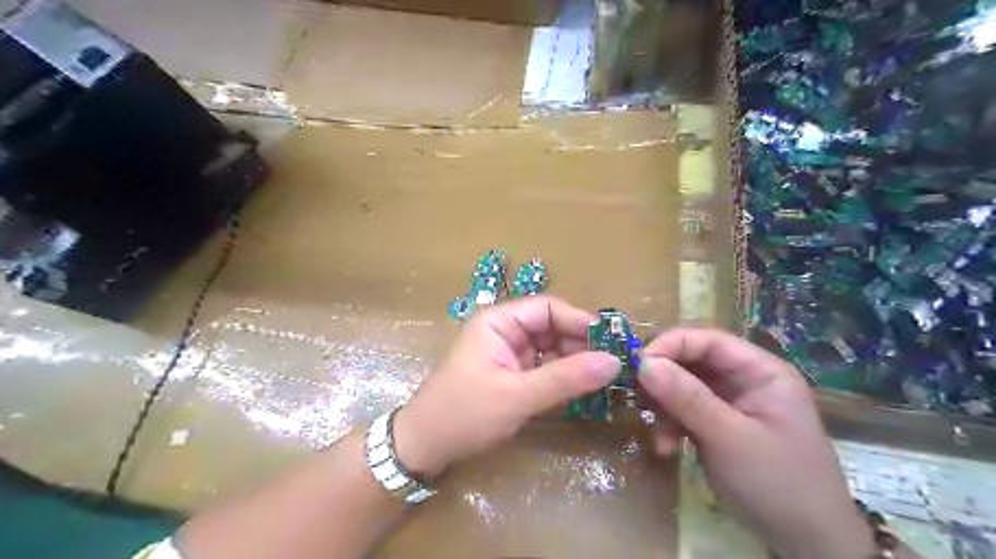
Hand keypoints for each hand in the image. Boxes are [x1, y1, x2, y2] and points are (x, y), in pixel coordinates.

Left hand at [391, 298, 620, 477]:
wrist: (424, 447)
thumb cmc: (464, 413)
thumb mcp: (517, 396)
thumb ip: (565, 378)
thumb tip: (614, 361)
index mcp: (499, 321)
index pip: (548, 309)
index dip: (581, 322)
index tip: (613, 342)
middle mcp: (505, 331)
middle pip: (552, 327)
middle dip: (581, 345)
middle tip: (615, 366)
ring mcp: (508, 353)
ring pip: (551, 349)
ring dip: (576, 362)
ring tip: (606, 380)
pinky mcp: (511, 375)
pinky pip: (545, 368)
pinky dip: (563, 378)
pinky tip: (584, 390)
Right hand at [638, 329, 874, 558]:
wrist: (807, 546)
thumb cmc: (778, 484)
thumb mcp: (730, 439)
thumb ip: (686, 398)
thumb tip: (643, 363)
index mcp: (760, 371)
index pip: (708, 340)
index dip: (670, 345)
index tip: (638, 365)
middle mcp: (744, 379)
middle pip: (692, 360)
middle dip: (663, 379)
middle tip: (639, 398)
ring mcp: (730, 402)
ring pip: (683, 385)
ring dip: (664, 407)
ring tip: (657, 435)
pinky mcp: (718, 424)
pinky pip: (684, 410)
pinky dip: (670, 425)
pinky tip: (666, 447)